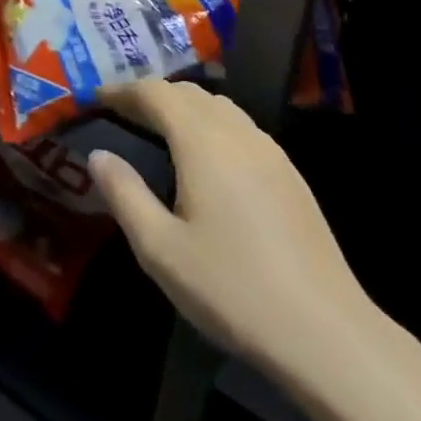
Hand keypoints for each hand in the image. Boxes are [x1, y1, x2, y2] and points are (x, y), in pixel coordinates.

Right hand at [90, 80, 375, 383]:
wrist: (324, 329)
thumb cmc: (231, 288)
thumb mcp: (160, 249)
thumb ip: (125, 195)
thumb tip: (98, 156)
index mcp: (203, 141)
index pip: (157, 93)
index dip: (124, 90)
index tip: (96, 98)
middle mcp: (238, 132)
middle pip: (189, 93)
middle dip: (153, 95)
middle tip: (123, 114)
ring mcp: (270, 151)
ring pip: (220, 107)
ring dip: (185, 108)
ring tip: (160, 131)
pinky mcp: (289, 173)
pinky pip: (242, 128)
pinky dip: (212, 126)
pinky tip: (207, 160)